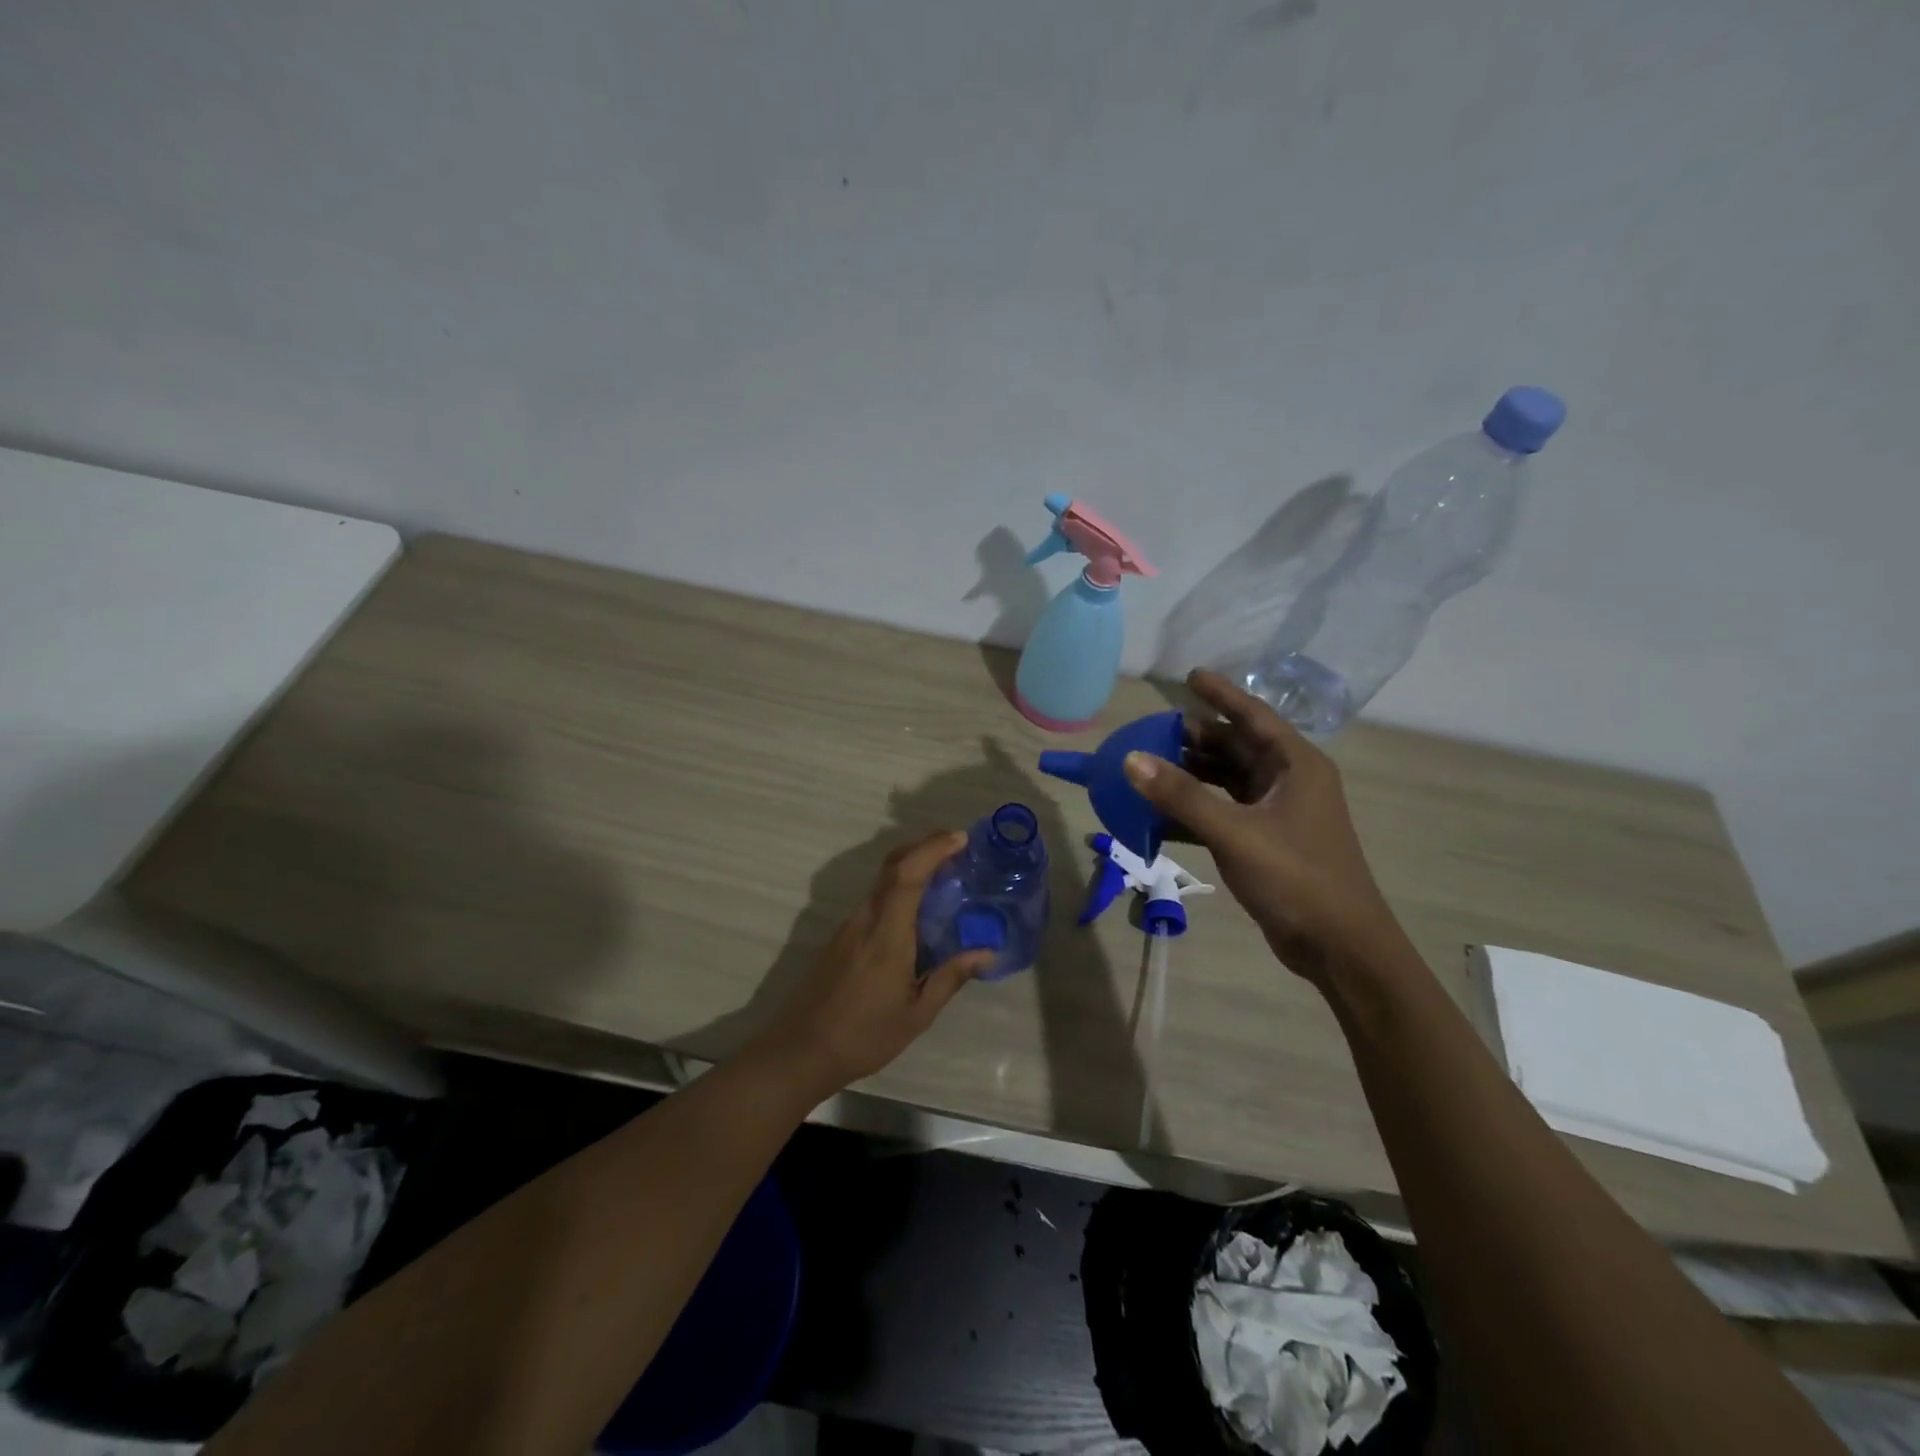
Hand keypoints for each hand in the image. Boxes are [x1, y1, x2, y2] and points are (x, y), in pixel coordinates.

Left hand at [757, 831, 992, 1095]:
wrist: (801, 1050)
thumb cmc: (864, 1036)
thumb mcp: (916, 1014)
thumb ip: (950, 977)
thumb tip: (986, 953)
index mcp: (887, 934)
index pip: (907, 875)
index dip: (932, 849)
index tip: (959, 838)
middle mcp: (866, 919)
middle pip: (892, 866)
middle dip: (924, 847)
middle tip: (956, 846)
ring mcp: (849, 926)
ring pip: (882, 881)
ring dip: (912, 867)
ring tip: (944, 875)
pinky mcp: (841, 936)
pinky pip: (875, 899)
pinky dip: (899, 888)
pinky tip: (916, 910)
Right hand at [1123, 669, 1408, 985]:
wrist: (1339, 948)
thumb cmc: (1296, 878)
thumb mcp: (1235, 832)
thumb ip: (1181, 795)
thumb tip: (1131, 759)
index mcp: (1294, 765)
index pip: (1253, 716)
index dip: (1221, 693)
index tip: (1188, 674)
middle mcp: (1287, 781)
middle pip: (1235, 747)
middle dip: (1194, 739)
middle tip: (1149, 732)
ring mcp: (1277, 813)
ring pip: (1226, 781)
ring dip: (1190, 776)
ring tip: (1147, 767)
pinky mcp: (1265, 841)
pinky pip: (1222, 812)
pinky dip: (1193, 810)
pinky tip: (1159, 815)